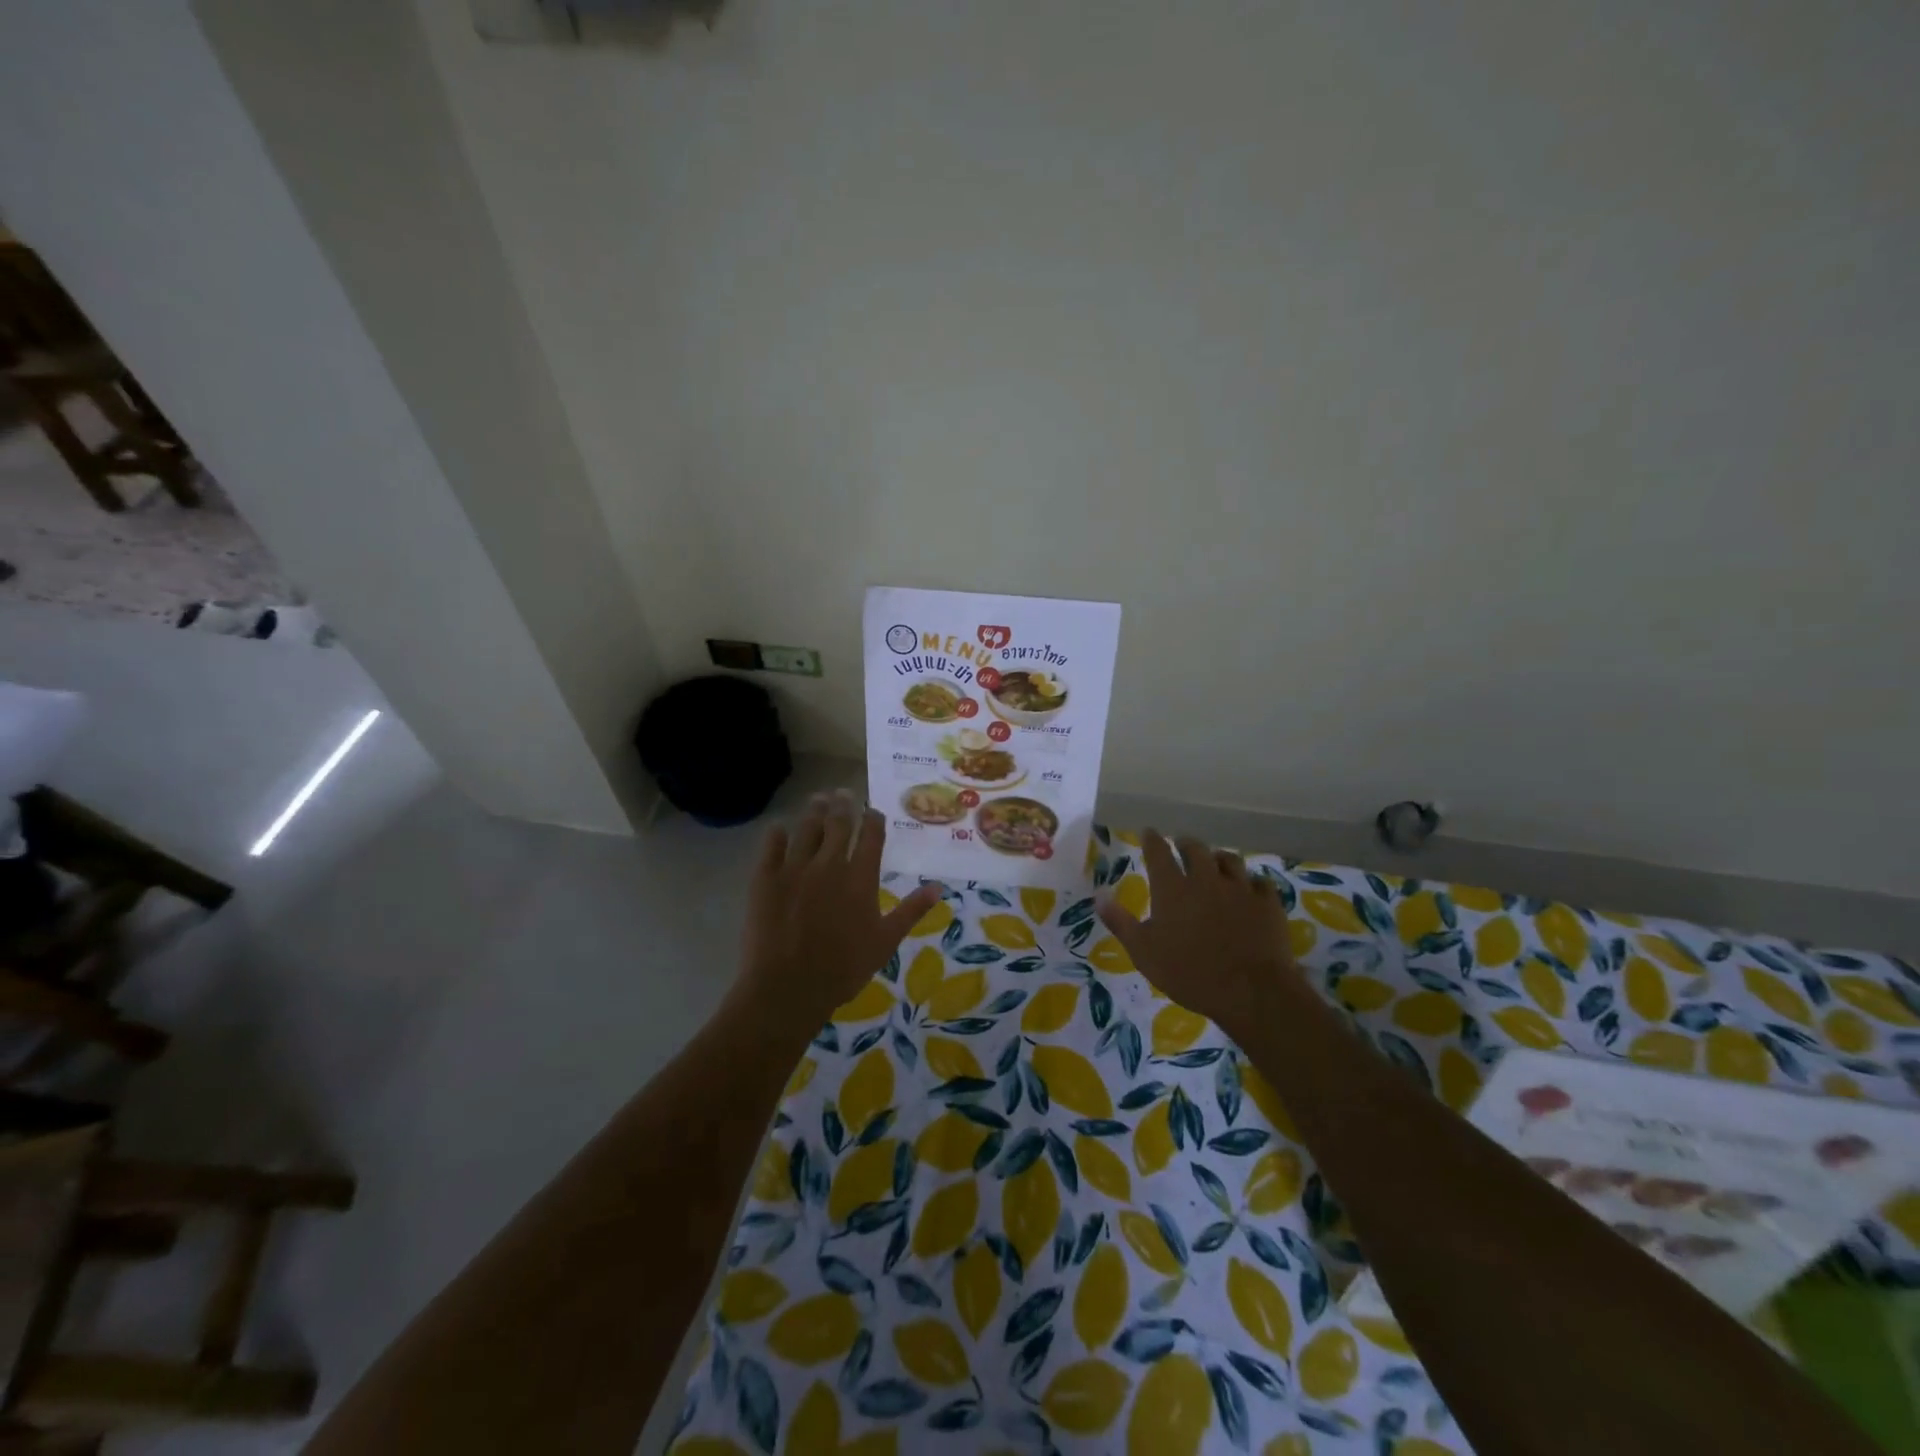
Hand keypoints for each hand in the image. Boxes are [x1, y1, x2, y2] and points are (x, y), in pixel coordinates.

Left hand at [737, 789, 942, 1027]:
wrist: (788, 986)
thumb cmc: (843, 968)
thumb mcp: (885, 942)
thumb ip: (911, 911)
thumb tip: (938, 887)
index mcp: (860, 877)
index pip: (871, 835)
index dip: (873, 819)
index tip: (873, 810)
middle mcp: (829, 863)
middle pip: (838, 823)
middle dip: (843, 805)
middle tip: (843, 792)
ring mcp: (795, 868)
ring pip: (806, 828)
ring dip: (814, 810)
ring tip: (818, 798)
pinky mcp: (765, 878)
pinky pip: (771, 846)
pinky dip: (777, 834)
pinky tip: (779, 828)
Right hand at [1096, 829, 1301, 1036]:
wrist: (1252, 991)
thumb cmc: (1190, 973)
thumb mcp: (1143, 952)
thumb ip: (1120, 921)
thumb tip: (1098, 895)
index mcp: (1173, 888)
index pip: (1159, 851)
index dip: (1152, 839)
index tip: (1148, 832)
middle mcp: (1206, 879)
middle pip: (1196, 848)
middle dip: (1185, 843)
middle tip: (1181, 845)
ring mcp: (1240, 888)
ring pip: (1229, 860)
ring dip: (1218, 858)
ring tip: (1214, 862)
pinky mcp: (1267, 903)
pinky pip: (1260, 882)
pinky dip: (1251, 882)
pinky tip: (1250, 888)